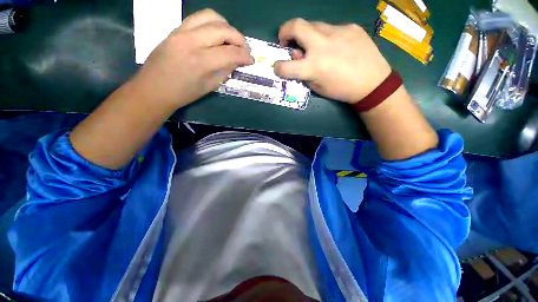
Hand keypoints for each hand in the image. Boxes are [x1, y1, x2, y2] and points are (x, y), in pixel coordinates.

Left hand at [132, 9, 253, 107]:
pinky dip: (213, 23)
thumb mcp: (209, 86)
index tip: (251, 60)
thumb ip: (224, 71)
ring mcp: (181, 32)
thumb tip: (236, 62)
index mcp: (201, 62)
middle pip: (223, 30)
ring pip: (211, 17)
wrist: (154, 88)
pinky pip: (198, 18)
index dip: (245, 56)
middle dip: (239, 39)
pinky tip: (217, 34)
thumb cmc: (184, 93)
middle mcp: (192, 41)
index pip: (230, 53)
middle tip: (245, 49)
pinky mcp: (176, 29)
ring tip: (232, 39)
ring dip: (227, 26)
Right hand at [274, 19, 391, 103]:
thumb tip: (297, 58)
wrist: (372, 82)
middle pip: (296, 25)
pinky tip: (337, 47)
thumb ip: (304, 73)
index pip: (285, 66)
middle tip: (286, 40)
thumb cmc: (341, 90)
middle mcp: (322, 45)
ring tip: (315, 47)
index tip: (278, 67)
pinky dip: (327, 37)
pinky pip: (332, 29)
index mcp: (313, 66)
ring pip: (314, 25)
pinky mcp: (350, 27)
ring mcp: (337, 32)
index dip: (278, 67)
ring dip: (308, 35)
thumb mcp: (318, 87)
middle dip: (285, 31)